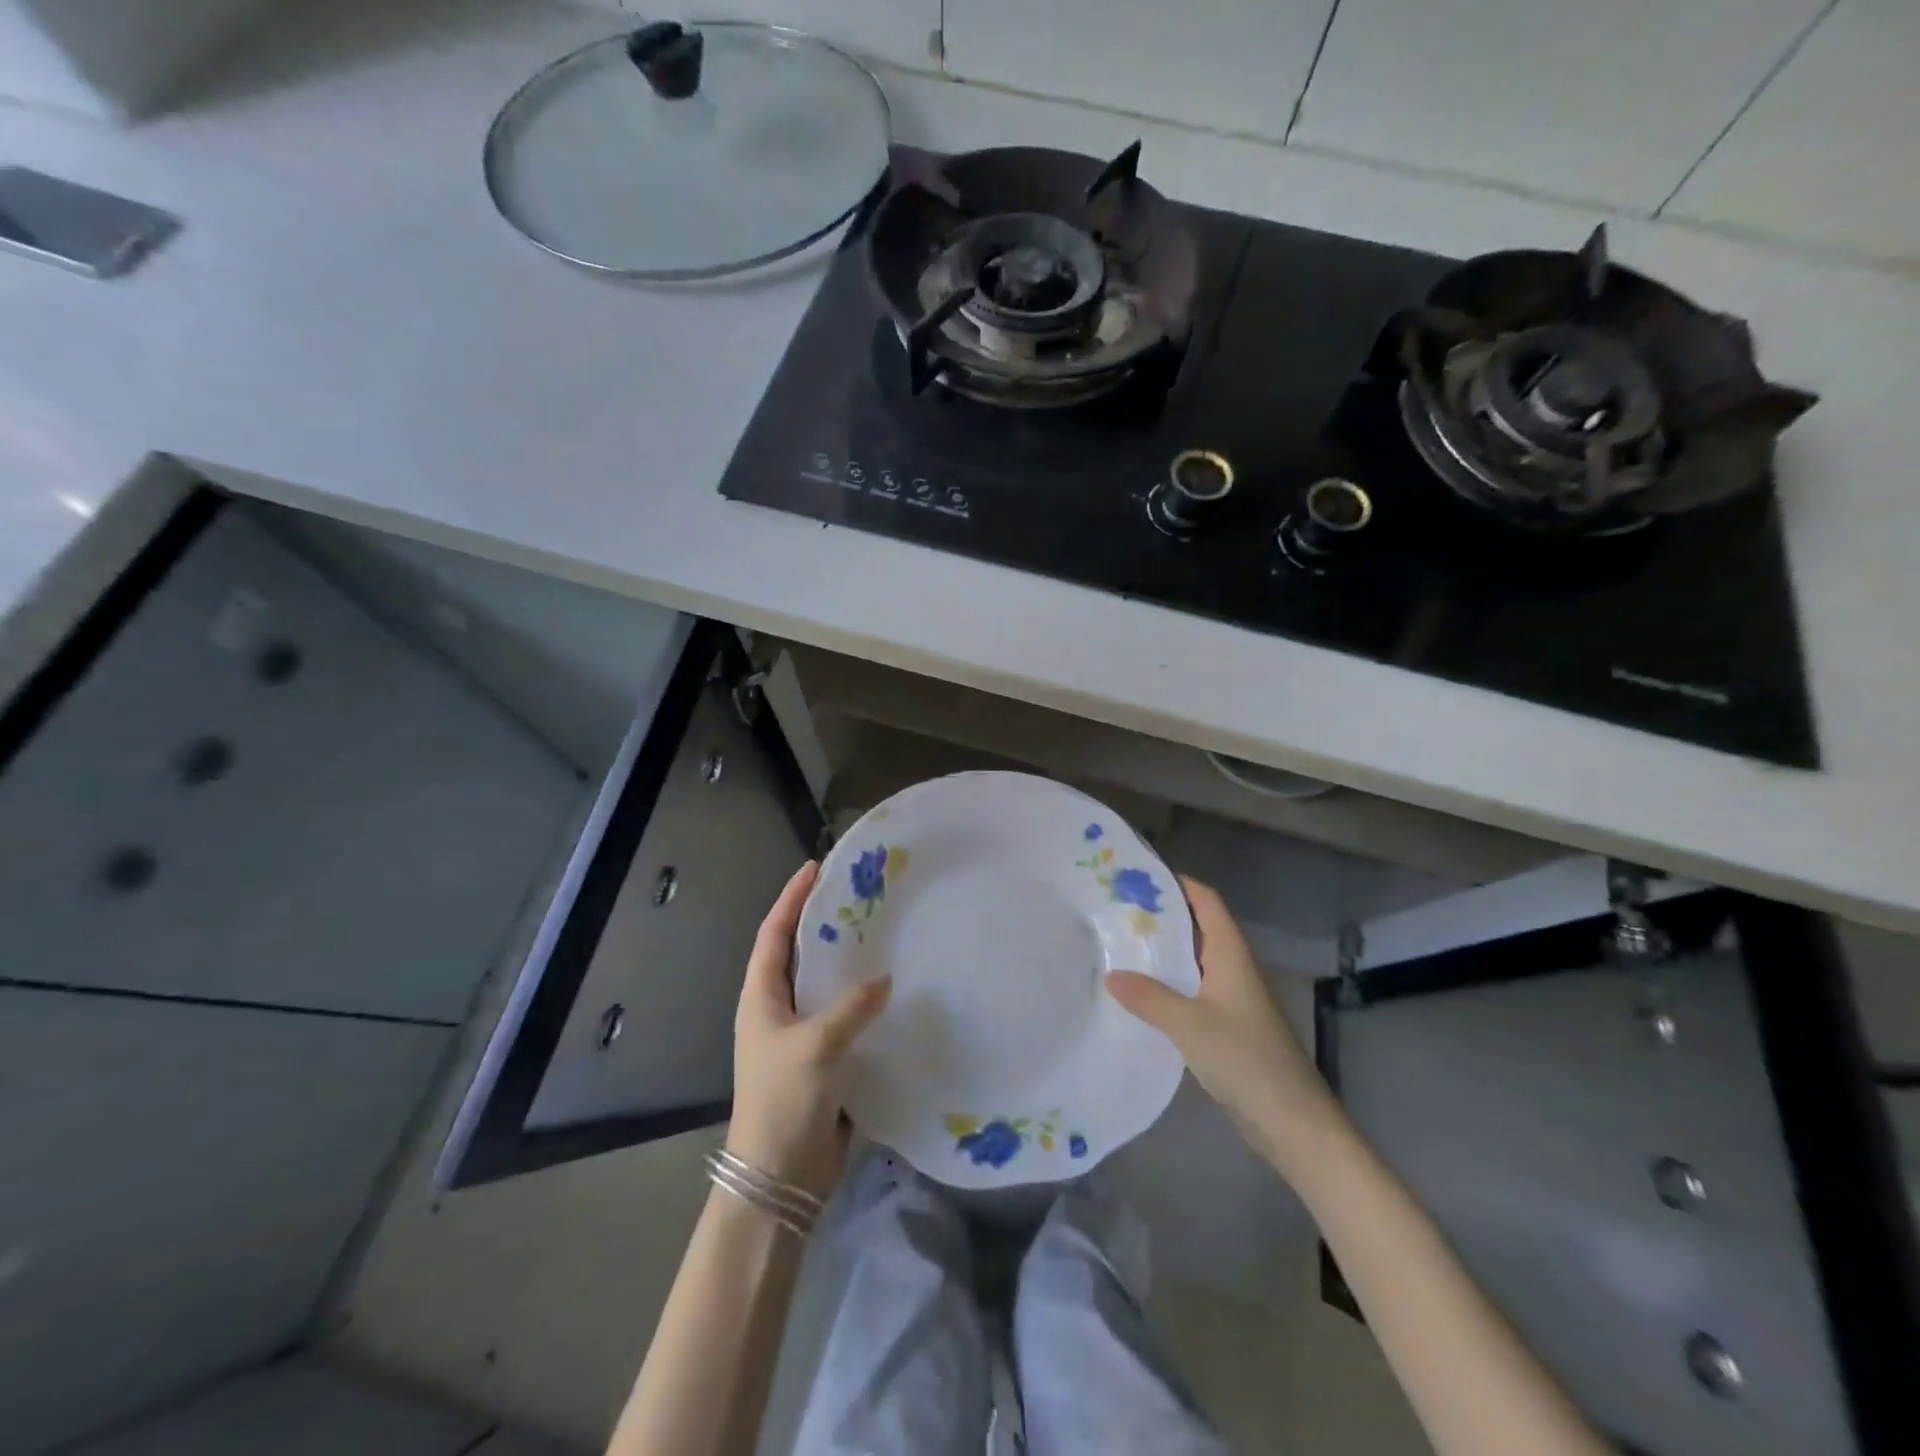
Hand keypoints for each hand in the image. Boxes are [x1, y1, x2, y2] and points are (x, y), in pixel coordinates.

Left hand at [726, 861, 891, 1199]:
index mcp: (761, 998)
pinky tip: (889, 989)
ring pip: (822, 984)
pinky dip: (861, 998)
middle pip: (797, 954)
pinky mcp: (822, 1059)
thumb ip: (851, 1008)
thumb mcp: (816, 1047)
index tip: (814, 868)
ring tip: (877, 932)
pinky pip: (843, 1015)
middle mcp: (776, 1010)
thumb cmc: (784, 1102)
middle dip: (820, 922)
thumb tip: (884, 980)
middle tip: (855, 894)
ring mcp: (798, 1035)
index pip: (774, 935)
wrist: (779, 1176)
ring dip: (844, 959)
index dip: (791, 899)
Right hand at [1106, 876, 1336, 1167]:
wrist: (1293, 1121)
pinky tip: (1140, 995)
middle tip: (1117, 910)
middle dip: (1162, 916)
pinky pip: (1192, 991)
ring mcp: (1232, 999)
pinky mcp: (1227, 1026)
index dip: (1179, 883)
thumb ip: (1148, 997)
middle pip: (1198, 928)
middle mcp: (1233, 968)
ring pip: (1193, 961)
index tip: (1139, 876)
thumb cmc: (1246, 1059)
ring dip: (1162, 952)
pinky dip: (1167, 985)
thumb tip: (1111, 974)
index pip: (1207, 901)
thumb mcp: (1189, 1024)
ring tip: (1120, 945)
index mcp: (1231, 955)